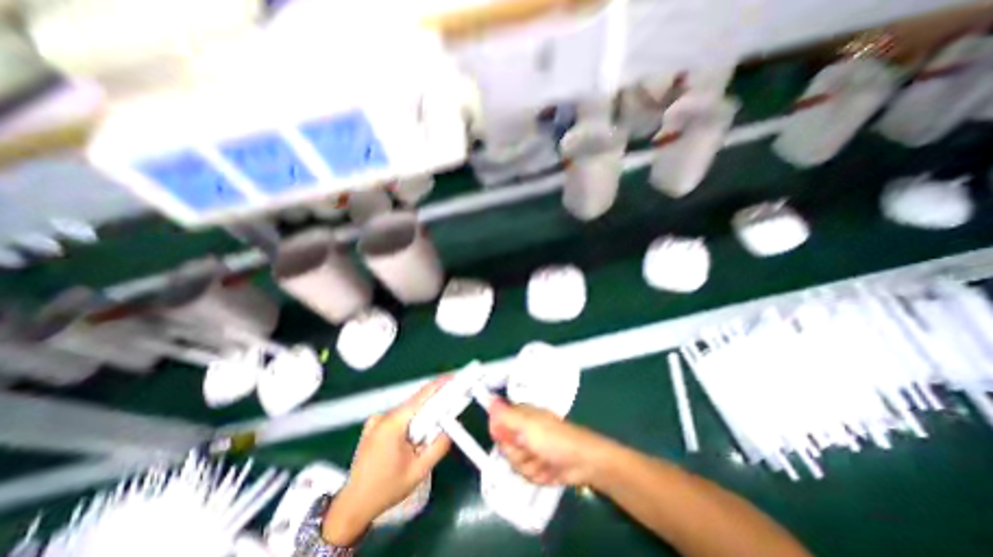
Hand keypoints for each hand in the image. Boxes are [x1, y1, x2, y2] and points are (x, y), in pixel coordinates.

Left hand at [325, 378, 453, 543]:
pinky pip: (399, 415)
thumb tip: (452, 426)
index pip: (422, 395)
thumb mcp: (419, 470)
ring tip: (426, 435)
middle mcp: (383, 416)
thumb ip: (439, 445)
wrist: (353, 506)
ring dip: (422, 415)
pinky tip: (412, 438)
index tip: (455, 378)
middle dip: (434, 404)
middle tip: (449, 410)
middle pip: (416, 401)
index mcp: (393, 423)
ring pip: (408, 409)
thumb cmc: (386, 489)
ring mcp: (376, 419)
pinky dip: (411, 420)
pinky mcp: (373, 425)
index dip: (440, 385)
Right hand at [487, 401, 617, 487]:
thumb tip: (489, 400)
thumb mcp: (527, 426)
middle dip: (517, 454)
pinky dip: (536, 474)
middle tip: (531, 450)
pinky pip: (525, 472)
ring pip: (514, 462)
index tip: (514, 440)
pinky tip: (547, 470)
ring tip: (543, 460)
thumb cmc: (555, 439)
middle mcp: (522, 430)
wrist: (582, 461)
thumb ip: (506, 416)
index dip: (501, 436)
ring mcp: (530, 448)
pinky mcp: (537, 463)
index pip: (497, 424)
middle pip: (504, 446)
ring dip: (528, 465)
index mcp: (520, 415)